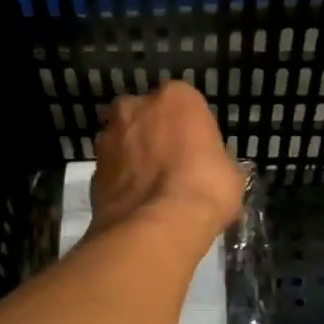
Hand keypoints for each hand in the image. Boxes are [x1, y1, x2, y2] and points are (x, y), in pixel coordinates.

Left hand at [90, 83, 242, 242]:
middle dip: (156, 135)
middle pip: (147, 117)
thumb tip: (209, 170)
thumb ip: (214, 160)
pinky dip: (122, 181)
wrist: (156, 226)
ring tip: (152, 188)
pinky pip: (114, 170)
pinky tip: (137, 203)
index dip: (192, 130)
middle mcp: (136, 107)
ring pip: (125, 141)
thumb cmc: (204, 189)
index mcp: (176, 98)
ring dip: (134, 157)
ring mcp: (109, 136)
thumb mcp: (230, 173)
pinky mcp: (93, 169)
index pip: (186, 106)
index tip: (199, 153)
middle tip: (172, 166)